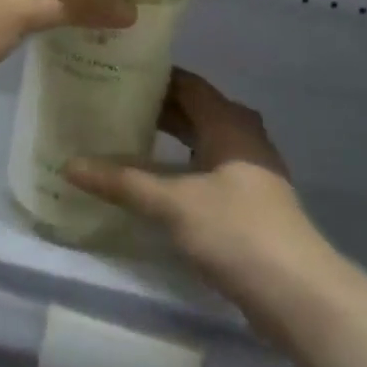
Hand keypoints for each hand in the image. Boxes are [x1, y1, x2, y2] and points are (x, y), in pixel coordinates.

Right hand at [67, 71, 316, 309]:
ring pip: (200, 139)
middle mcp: (241, 135)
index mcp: (228, 121)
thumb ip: (121, 181)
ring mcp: (249, 169)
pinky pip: (207, 166)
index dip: (151, 77)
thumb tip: (69, 164)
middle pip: (193, 109)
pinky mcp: (248, 200)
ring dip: (166, 137)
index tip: (113, 73)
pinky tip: (153, 179)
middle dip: (153, 107)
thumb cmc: (235, 230)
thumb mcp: (172, 203)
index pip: (185, 82)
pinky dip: (179, 164)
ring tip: (122, 137)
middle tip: (108, 105)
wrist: (297, 293)